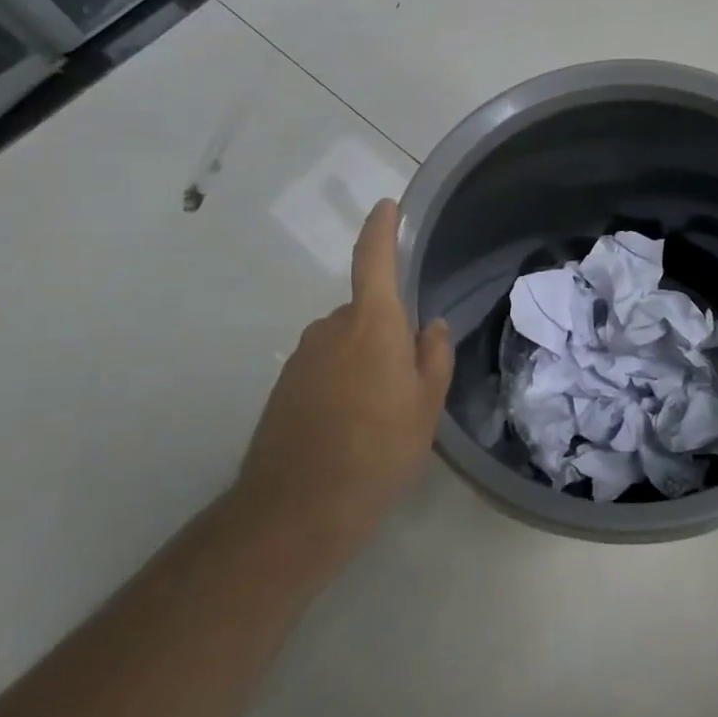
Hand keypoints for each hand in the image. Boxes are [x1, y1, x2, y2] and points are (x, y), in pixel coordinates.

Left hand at [232, 200, 453, 580]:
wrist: (297, 510)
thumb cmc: (378, 449)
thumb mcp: (426, 405)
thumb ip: (433, 356)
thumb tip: (428, 326)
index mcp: (371, 324)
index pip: (373, 261)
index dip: (381, 230)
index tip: (387, 206)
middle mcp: (330, 329)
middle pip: (366, 312)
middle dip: (388, 333)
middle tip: (409, 382)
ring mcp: (302, 358)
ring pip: (346, 343)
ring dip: (365, 362)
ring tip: (381, 414)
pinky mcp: (284, 387)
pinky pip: (325, 368)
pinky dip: (342, 383)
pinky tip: (352, 427)